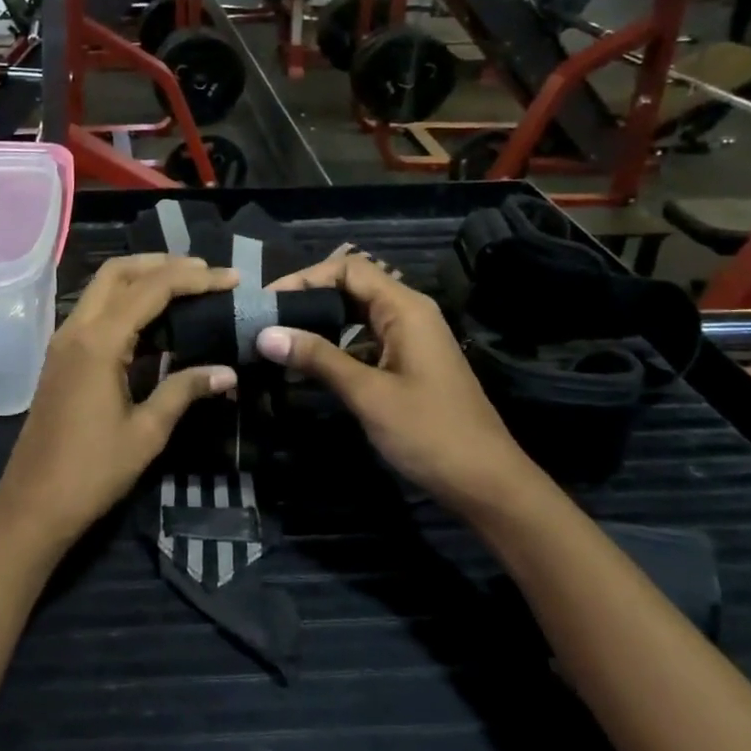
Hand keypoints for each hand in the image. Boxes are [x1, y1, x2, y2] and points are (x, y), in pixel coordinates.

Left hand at [0, 255, 239, 549]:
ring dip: (141, 279)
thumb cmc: (92, 472)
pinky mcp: (60, 357)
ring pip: (102, 288)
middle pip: (117, 272)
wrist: (34, 503)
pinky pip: (95, 311)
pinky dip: (125, 302)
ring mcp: (63, 342)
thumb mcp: (147, 432)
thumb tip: (227, 372)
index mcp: (98, 343)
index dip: (194, 279)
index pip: (151, 290)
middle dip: (162, 264)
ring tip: (185, 287)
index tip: (230, 279)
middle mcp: (76, 330)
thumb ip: (184, 391)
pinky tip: (154, 321)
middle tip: (204, 273)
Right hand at [256, 254, 539, 515]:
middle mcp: (409, 314)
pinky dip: (336, 346)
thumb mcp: (368, 394)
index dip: (306, 277)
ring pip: (357, 315)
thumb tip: (265, 334)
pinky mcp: (408, 363)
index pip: (349, 268)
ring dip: (320, 323)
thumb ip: (317, 358)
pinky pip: (365, 340)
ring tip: (280, 339)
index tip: (268, 300)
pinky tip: (309, 365)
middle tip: (267, 319)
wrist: (485, 481)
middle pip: (352, 286)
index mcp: (405, 309)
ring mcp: (411, 339)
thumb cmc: (429, 432)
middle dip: (308, 298)